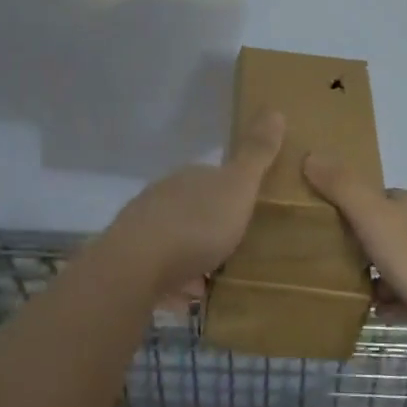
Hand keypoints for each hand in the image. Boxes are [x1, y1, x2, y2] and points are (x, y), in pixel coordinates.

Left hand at [105, 111, 286, 297]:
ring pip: (174, 237)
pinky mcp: (131, 261)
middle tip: (236, 246)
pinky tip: (187, 297)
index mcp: (190, 177)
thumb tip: (275, 109)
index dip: (231, 191)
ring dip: (191, 253)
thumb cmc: (195, 224)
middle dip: (210, 223)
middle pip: (192, 206)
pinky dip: (174, 279)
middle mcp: (164, 196)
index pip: (213, 176)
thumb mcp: (237, 187)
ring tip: (214, 276)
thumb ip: (256, 154)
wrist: (135, 266)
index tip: (248, 209)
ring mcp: (143, 228)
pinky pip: (160, 268)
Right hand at [302, 154, 406, 340]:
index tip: (323, 226)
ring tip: (349, 292)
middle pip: (384, 231)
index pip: (372, 199)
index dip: (348, 209)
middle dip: (360, 245)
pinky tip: (379, 314)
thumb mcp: (373, 217)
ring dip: (377, 277)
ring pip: (398, 264)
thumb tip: (310, 155)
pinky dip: (395, 302)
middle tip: (330, 263)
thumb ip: (342, 188)